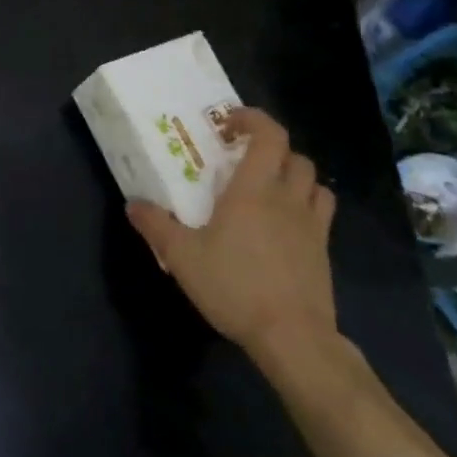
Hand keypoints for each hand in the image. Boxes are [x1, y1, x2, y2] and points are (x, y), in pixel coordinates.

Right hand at [125, 107, 337, 368]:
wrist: (293, 337)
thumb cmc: (234, 286)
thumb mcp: (182, 257)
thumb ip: (156, 226)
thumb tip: (133, 204)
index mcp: (253, 190)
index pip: (269, 135)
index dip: (253, 119)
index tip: (228, 123)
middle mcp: (287, 198)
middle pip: (294, 155)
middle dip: (271, 148)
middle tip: (243, 157)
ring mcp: (311, 225)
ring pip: (314, 182)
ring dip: (293, 175)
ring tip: (268, 187)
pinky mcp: (323, 251)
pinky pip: (322, 213)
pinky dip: (307, 205)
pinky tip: (285, 223)